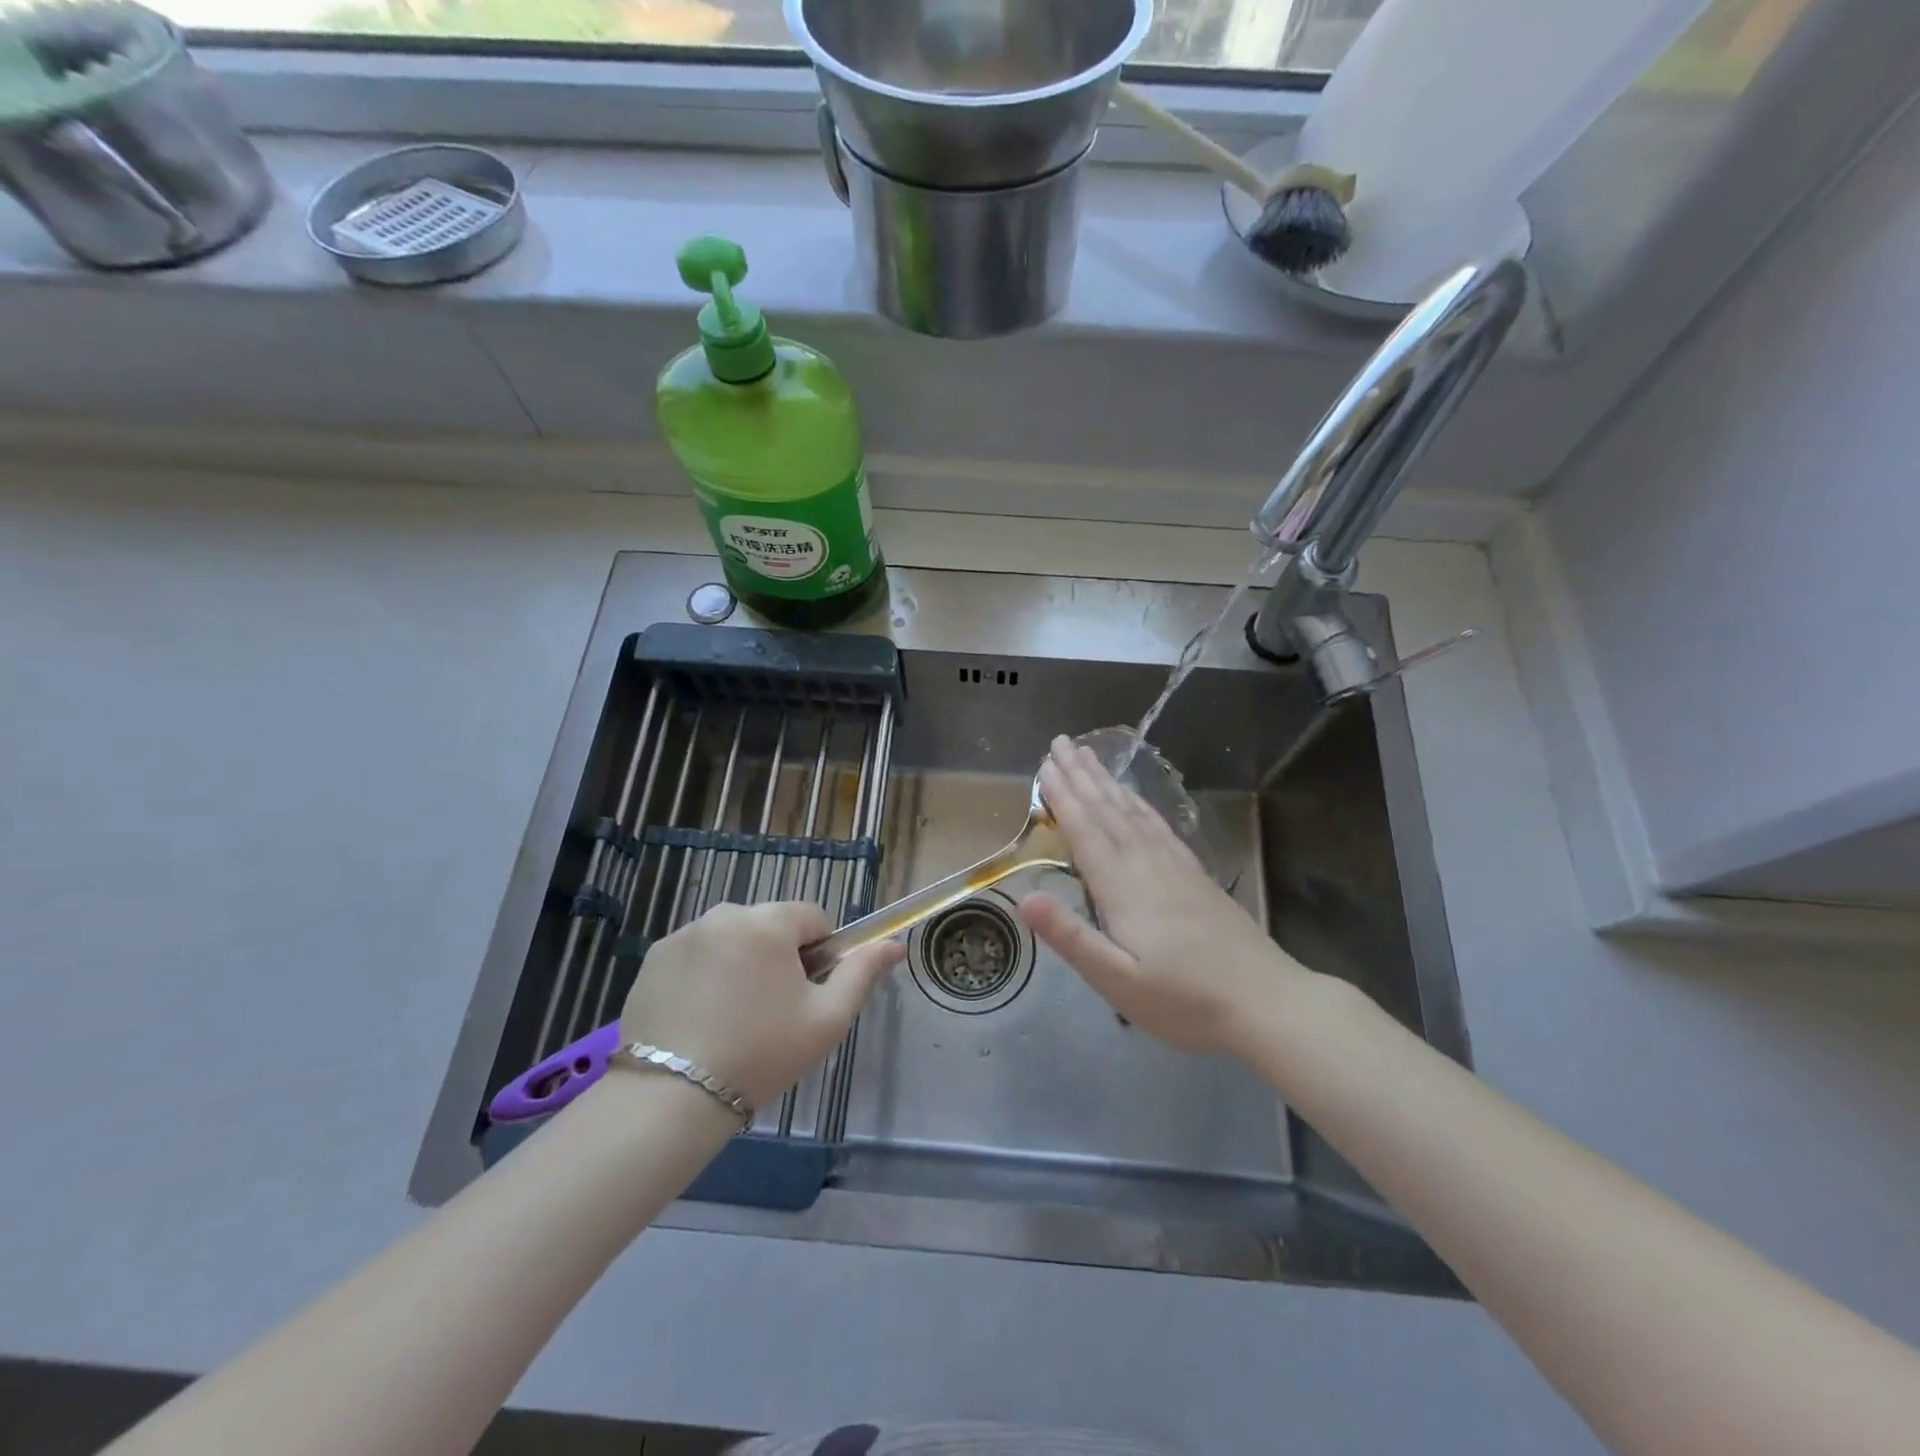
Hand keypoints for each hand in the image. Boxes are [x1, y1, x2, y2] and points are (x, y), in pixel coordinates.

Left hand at [619, 902, 903, 1109]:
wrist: (671, 1098)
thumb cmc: (762, 1054)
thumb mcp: (827, 1019)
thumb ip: (862, 973)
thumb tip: (894, 945)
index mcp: (768, 922)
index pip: (812, 918)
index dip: (819, 954)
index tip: (806, 995)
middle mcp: (724, 914)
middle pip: (770, 925)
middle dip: (778, 957)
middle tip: (771, 1012)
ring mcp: (684, 934)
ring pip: (732, 939)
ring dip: (741, 963)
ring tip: (731, 1018)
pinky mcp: (654, 958)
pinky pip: (697, 954)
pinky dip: (705, 975)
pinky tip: (699, 1018)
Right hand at [1018, 736, 1308, 1056]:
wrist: (1266, 1001)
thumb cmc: (1185, 999)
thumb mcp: (1119, 980)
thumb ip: (1071, 938)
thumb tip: (1024, 899)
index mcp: (1123, 886)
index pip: (1085, 830)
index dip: (1063, 797)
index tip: (1045, 765)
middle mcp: (1146, 863)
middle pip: (1108, 810)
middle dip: (1081, 776)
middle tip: (1061, 743)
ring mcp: (1174, 865)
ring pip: (1133, 811)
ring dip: (1107, 782)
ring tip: (1089, 756)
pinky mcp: (1194, 874)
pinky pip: (1158, 825)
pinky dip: (1140, 804)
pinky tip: (1135, 798)